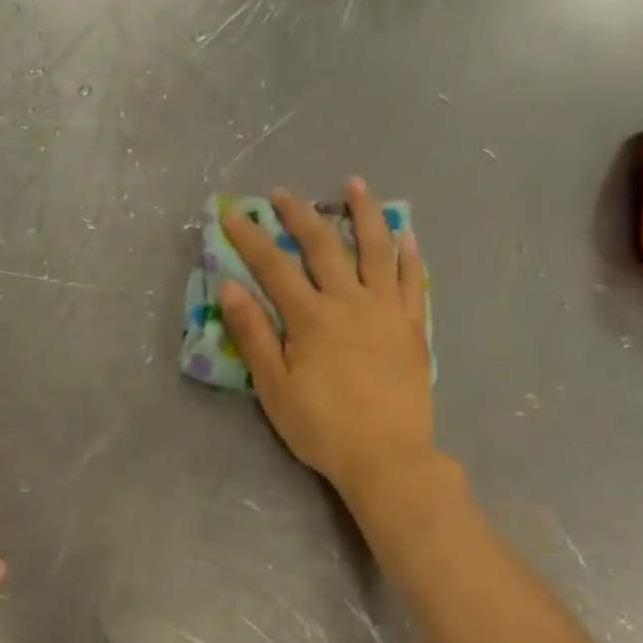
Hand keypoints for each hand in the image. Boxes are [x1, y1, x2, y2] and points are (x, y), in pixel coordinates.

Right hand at [220, 179, 434, 492]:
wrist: (387, 456)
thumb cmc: (321, 426)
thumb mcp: (274, 386)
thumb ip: (252, 333)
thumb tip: (229, 287)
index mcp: (311, 317)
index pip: (274, 266)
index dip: (251, 238)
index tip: (233, 216)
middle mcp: (350, 302)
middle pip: (324, 246)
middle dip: (300, 216)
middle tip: (284, 194)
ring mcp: (387, 311)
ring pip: (376, 249)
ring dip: (364, 213)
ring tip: (354, 185)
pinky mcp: (413, 327)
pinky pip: (413, 280)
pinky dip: (408, 253)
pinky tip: (404, 233)